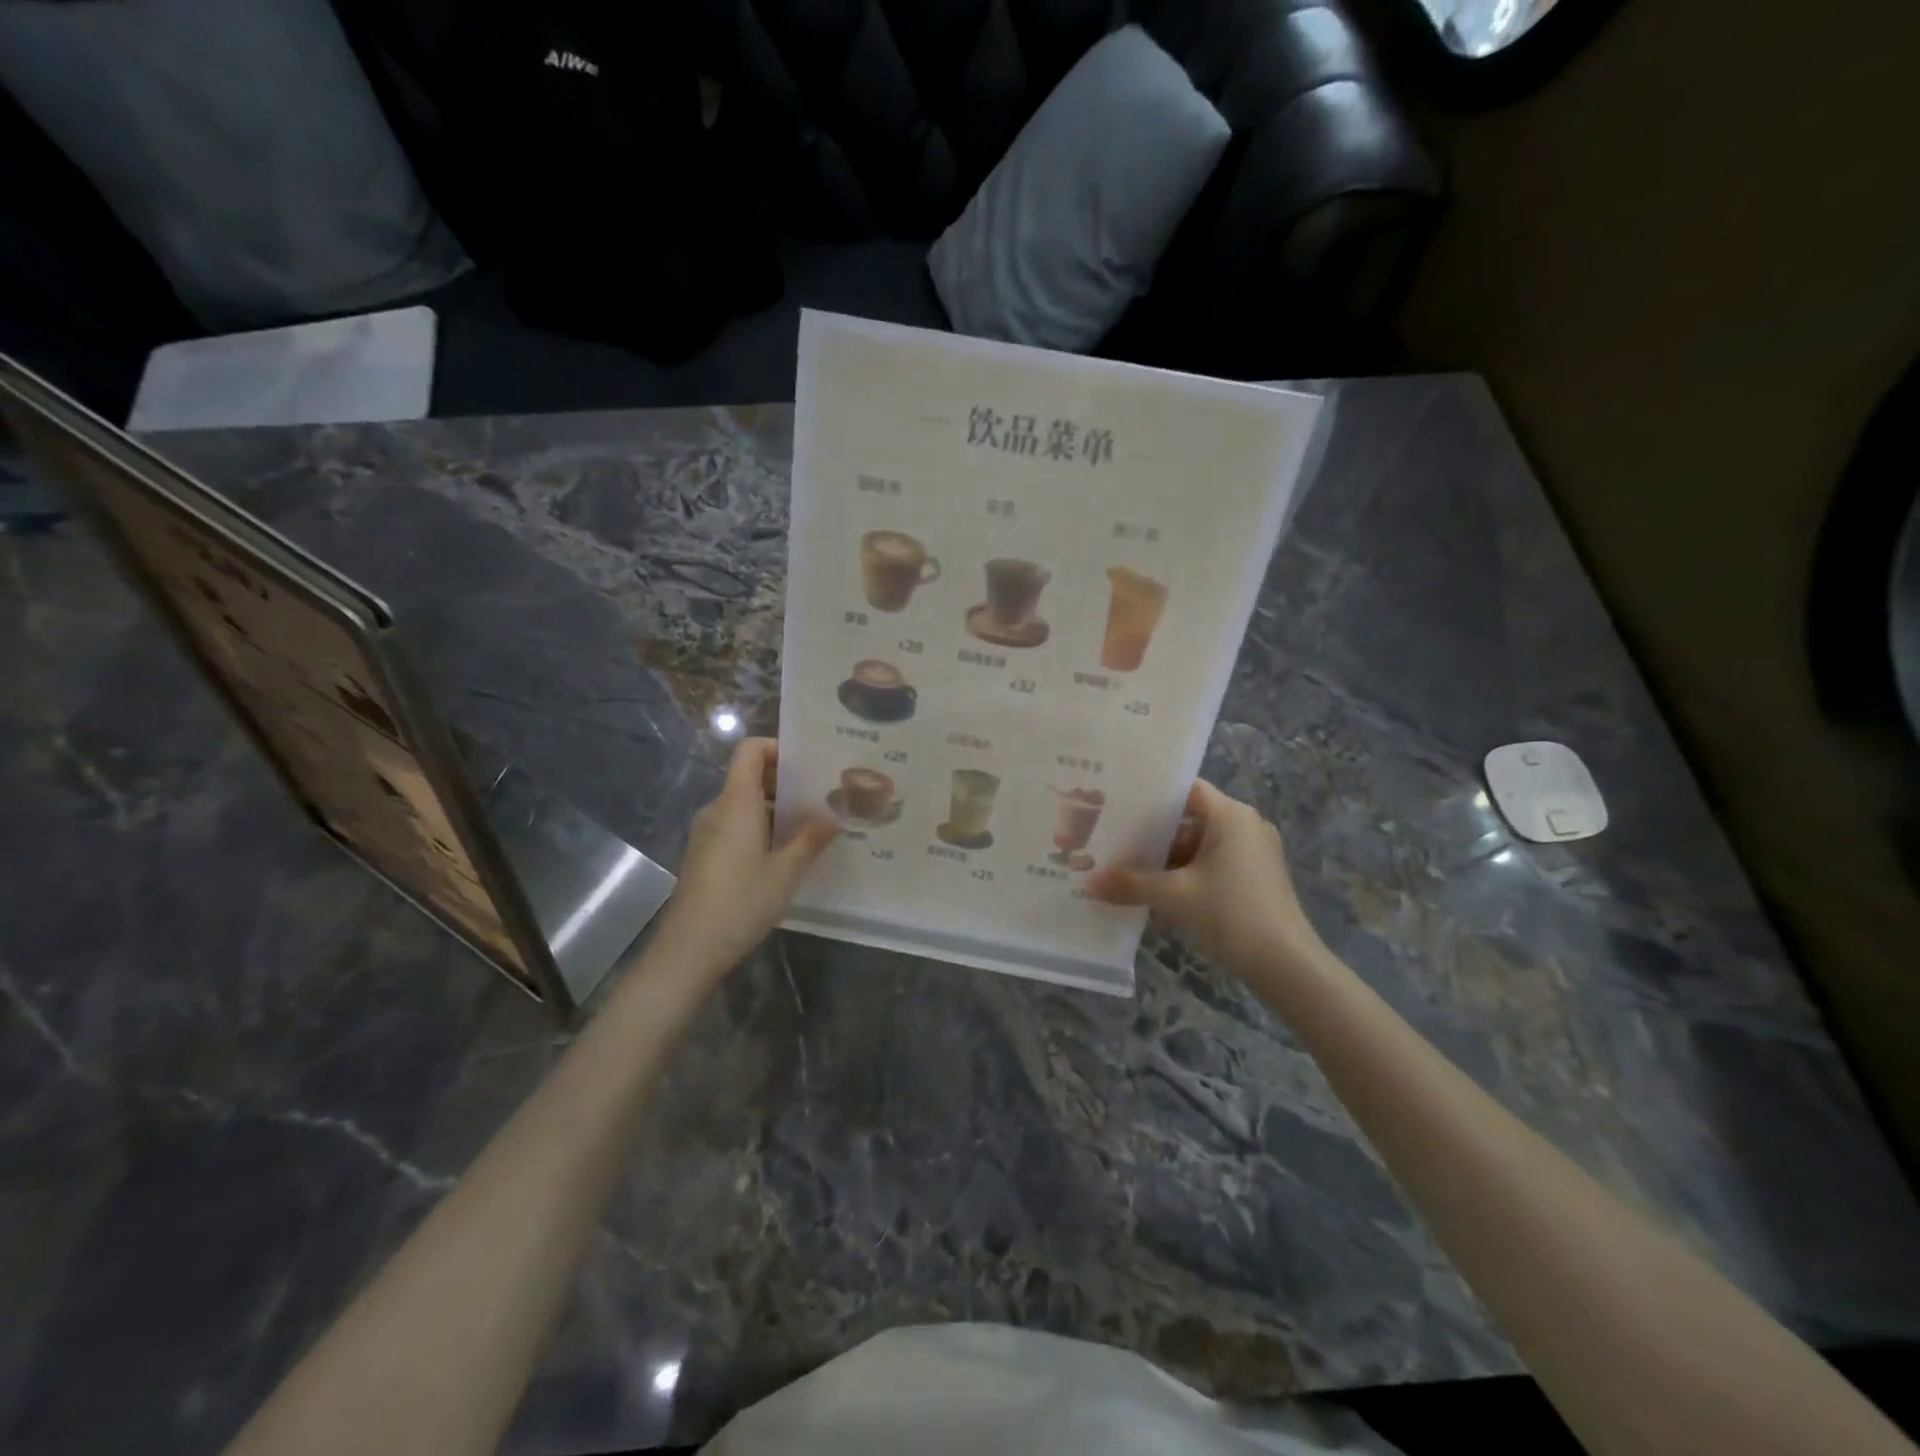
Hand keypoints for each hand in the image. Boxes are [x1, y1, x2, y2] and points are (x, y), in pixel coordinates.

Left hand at [650, 738, 837, 975]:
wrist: (688, 949)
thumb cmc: (740, 902)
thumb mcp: (785, 871)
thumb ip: (811, 838)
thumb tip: (834, 814)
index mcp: (736, 803)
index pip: (750, 750)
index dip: (777, 748)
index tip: (808, 766)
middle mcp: (718, 809)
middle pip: (750, 777)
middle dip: (785, 783)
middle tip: (822, 799)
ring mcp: (707, 833)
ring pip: (744, 805)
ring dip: (775, 810)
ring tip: (810, 829)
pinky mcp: (704, 854)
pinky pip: (735, 826)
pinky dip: (760, 829)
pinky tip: (783, 856)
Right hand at [1086, 779, 1324, 978]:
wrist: (1287, 966)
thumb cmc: (1232, 914)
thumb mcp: (1174, 897)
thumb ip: (1130, 884)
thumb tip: (1089, 883)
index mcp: (1230, 816)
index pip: (1185, 790)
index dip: (1151, 796)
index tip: (1117, 805)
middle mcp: (1244, 827)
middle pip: (1188, 822)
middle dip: (1150, 837)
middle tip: (1111, 843)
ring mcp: (1252, 855)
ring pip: (1197, 849)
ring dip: (1164, 864)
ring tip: (1124, 874)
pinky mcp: (1254, 881)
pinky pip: (1210, 869)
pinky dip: (1184, 880)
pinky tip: (1154, 900)